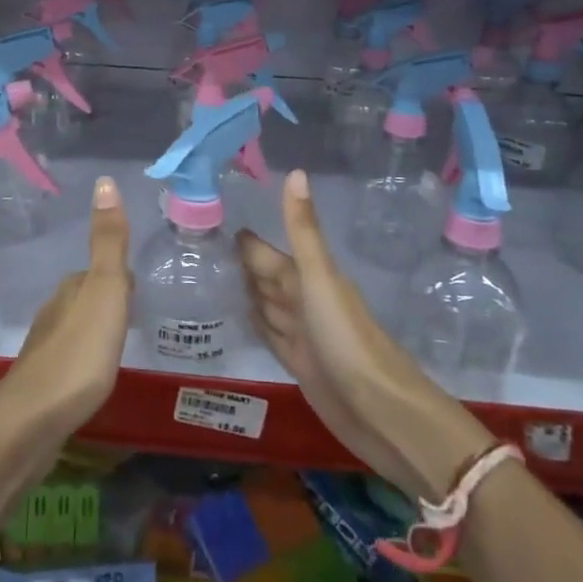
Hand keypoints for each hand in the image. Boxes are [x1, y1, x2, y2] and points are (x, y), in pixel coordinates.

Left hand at [0, 176, 132, 443]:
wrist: (32, 420)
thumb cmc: (79, 352)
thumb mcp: (105, 290)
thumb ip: (108, 241)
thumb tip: (104, 180)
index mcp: (72, 289)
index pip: (101, 271)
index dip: (121, 277)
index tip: (140, 289)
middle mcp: (54, 311)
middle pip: (87, 297)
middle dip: (108, 301)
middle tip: (135, 315)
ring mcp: (45, 348)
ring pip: (76, 327)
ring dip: (95, 330)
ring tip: (119, 345)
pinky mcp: (42, 383)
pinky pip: (70, 358)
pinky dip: (84, 359)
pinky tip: (93, 377)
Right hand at [239, 170, 491, 501]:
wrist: (381, 410)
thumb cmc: (347, 338)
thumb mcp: (320, 278)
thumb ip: (303, 229)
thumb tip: (295, 171)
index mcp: (307, 278)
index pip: (267, 253)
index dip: (244, 240)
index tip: (212, 219)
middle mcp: (303, 301)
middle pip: (266, 277)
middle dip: (240, 264)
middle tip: (201, 249)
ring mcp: (302, 334)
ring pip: (267, 305)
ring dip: (245, 292)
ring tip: (211, 278)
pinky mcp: (298, 365)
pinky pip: (269, 335)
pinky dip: (254, 324)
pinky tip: (238, 317)